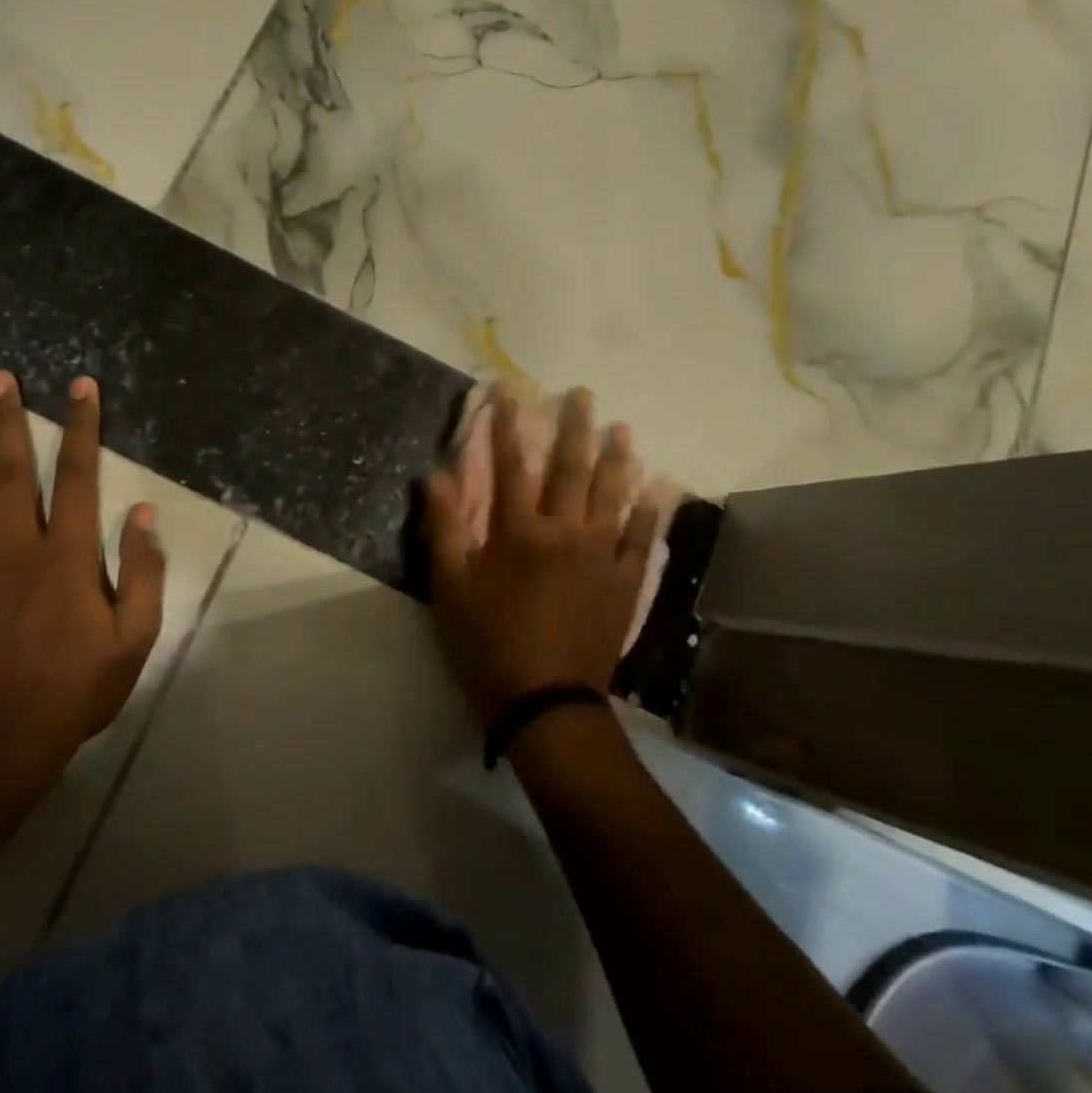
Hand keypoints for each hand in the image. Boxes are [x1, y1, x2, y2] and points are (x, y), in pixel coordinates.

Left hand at [0, 372, 164, 784]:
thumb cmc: (74, 688)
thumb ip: (142, 573)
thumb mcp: (133, 637)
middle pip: (12, 470)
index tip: (81, 387)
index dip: (82, 428)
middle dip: (8, 420)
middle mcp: (17, 545)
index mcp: (68, 554)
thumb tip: (143, 514)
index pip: (78, 476)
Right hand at [425, 388, 659, 725]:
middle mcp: (565, 532)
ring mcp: (601, 556)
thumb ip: (444, 527)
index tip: (509, 390)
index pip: (510, 465)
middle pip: (571, 469)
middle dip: (574, 427)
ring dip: (617, 458)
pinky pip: (640, 540)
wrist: (546, 701)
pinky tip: (656, 490)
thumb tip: (435, 475)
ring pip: (612, 496)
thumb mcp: (450, 587)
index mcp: (518, 532)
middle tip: (582, 393)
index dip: (507, 425)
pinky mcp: (624, 583)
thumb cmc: (488, 643)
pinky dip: (649, 513)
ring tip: (622, 428)